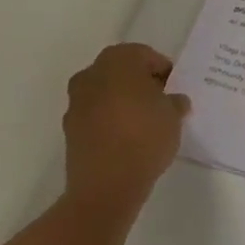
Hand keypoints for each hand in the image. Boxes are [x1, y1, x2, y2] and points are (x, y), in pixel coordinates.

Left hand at [62, 43, 189, 207]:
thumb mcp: (174, 116)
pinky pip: (95, 115)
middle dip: (140, 84)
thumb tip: (173, 102)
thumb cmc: (144, 137)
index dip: (163, 72)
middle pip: (122, 71)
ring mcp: (76, 102)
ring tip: (142, 124)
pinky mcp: (69, 130)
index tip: (173, 91)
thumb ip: (175, 102)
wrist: (105, 187)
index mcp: (119, 60)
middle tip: (159, 103)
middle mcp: (93, 73)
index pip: (147, 56)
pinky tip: (125, 139)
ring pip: (106, 93)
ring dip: (122, 102)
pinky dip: (108, 121)